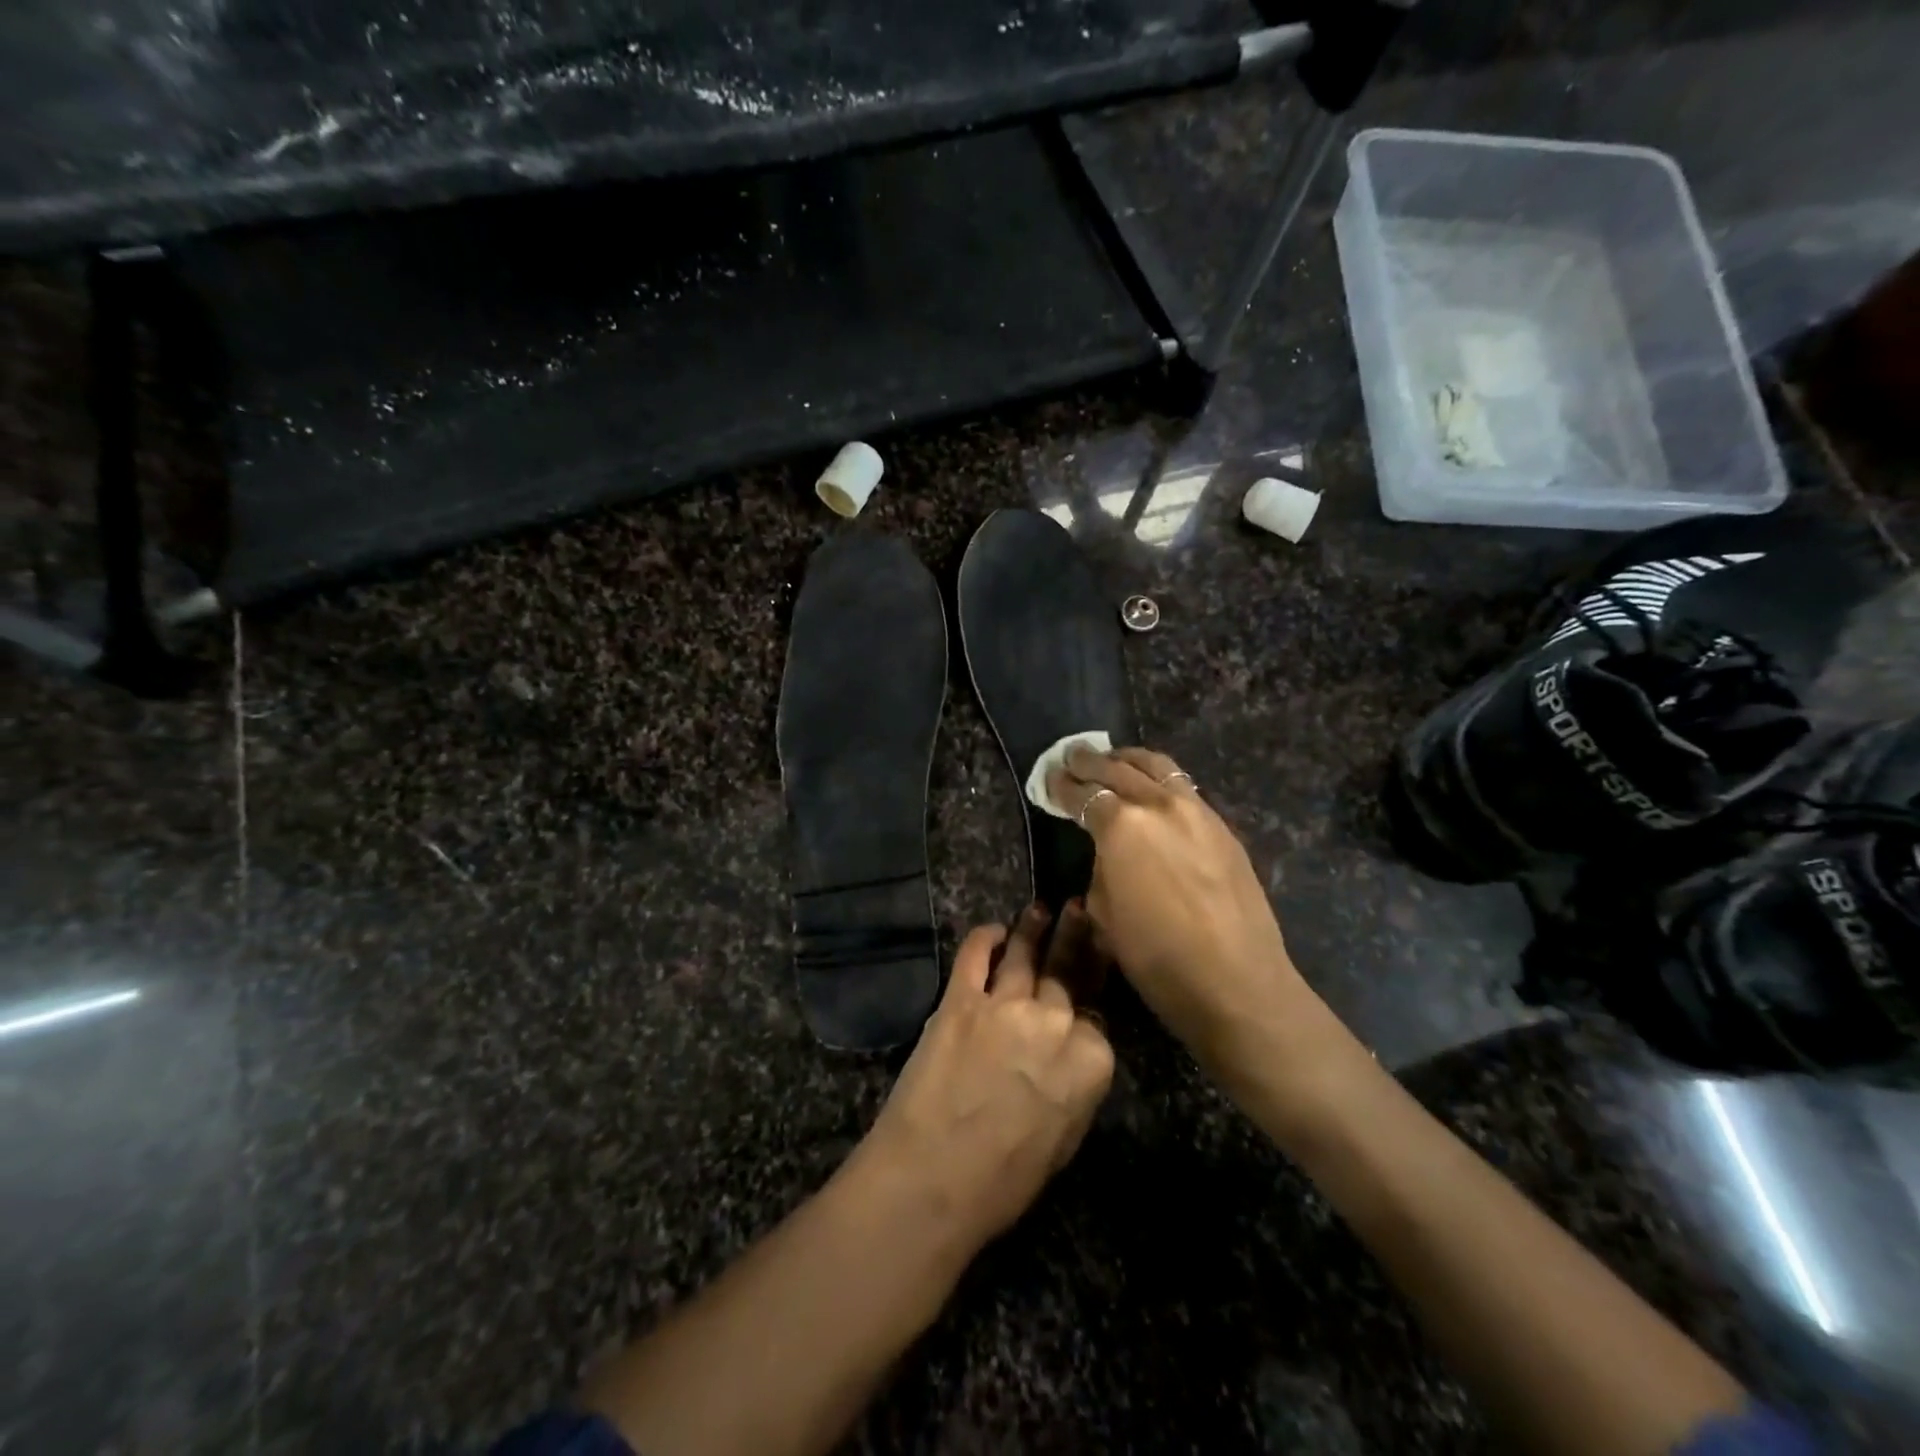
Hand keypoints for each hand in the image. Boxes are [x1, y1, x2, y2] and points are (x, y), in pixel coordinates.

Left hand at [857, 904, 1114, 1245]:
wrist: (933, 1179)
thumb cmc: (1004, 1181)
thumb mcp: (1065, 1139)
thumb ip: (1076, 1084)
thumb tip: (1075, 1054)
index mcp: (1091, 1061)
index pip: (1097, 1017)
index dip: (1088, 1009)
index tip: (1084, 996)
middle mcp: (1054, 1021)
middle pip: (1068, 973)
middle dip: (1077, 939)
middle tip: (1080, 910)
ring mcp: (1006, 1003)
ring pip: (1027, 953)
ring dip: (1035, 927)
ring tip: (1042, 909)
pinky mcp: (961, 997)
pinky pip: (976, 954)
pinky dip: (986, 937)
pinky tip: (993, 930)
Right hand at [1046, 747, 1353, 1101]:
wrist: (1237, 983)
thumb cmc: (1158, 959)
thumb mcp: (1104, 914)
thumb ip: (1101, 868)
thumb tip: (1108, 852)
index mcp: (1122, 826)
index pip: (1084, 794)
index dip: (1062, 786)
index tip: (1050, 779)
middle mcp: (1159, 805)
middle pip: (1118, 769)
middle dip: (1090, 761)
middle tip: (1072, 757)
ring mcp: (1197, 811)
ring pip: (1157, 766)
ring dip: (1129, 759)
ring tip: (1113, 758)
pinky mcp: (1222, 826)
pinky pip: (1183, 787)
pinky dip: (1159, 779)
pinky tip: (1152, 790)